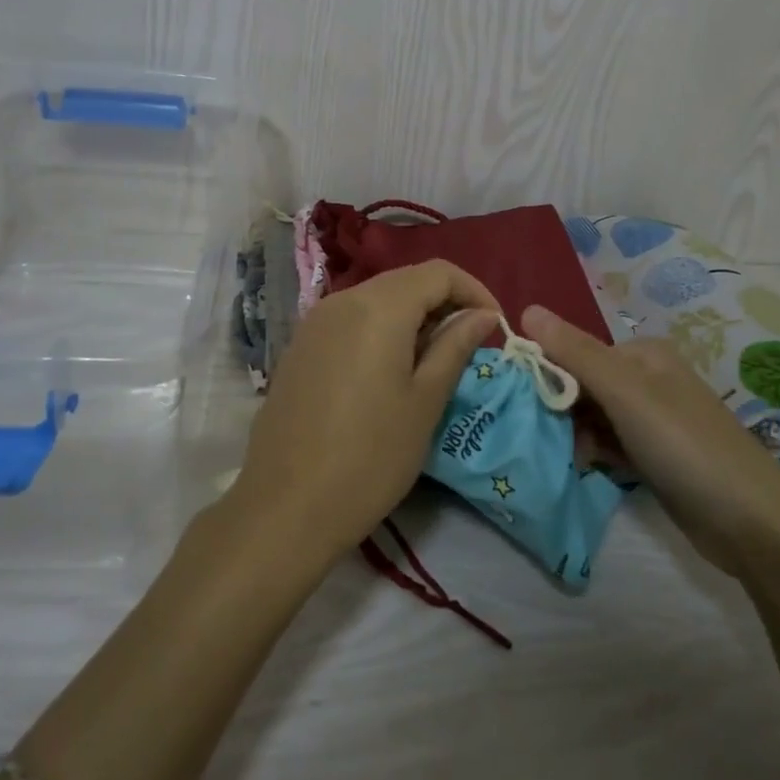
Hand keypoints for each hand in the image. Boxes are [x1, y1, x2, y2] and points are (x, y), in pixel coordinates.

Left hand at [227, 261, 499, 563]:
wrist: (284, 507)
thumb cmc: (370, 457)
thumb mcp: (425, 402)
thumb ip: (455, 347)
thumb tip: (482, 315)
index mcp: (378, 307)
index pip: (438, 272)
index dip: (474, 290)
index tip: (495, 326)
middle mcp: (343, 300)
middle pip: (406, 280)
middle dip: (444, 302)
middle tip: (469, 344)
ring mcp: (315, 321)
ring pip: (377, 298)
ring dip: (413, 316)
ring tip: (434, 359)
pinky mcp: (300, 346)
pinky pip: (351, 319)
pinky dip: (381, 329)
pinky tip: (390, 369)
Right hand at [522, 305, 779, 575]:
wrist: (753, 523)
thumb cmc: (684, 444)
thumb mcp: (625, 392)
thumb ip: (575, 352)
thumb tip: (526, 309)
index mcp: (643, 354)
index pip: (576, 351)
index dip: (547, 373)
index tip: (522, 403)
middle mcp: (648, 379)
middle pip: (584, 384)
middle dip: (561, 409)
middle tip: (544, 438)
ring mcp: (654, 420)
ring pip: (594, 418)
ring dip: (575, 436)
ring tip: (566, 458)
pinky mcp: (656, 457)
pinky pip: (611, 446)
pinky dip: (596, 455)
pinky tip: (587, 470)